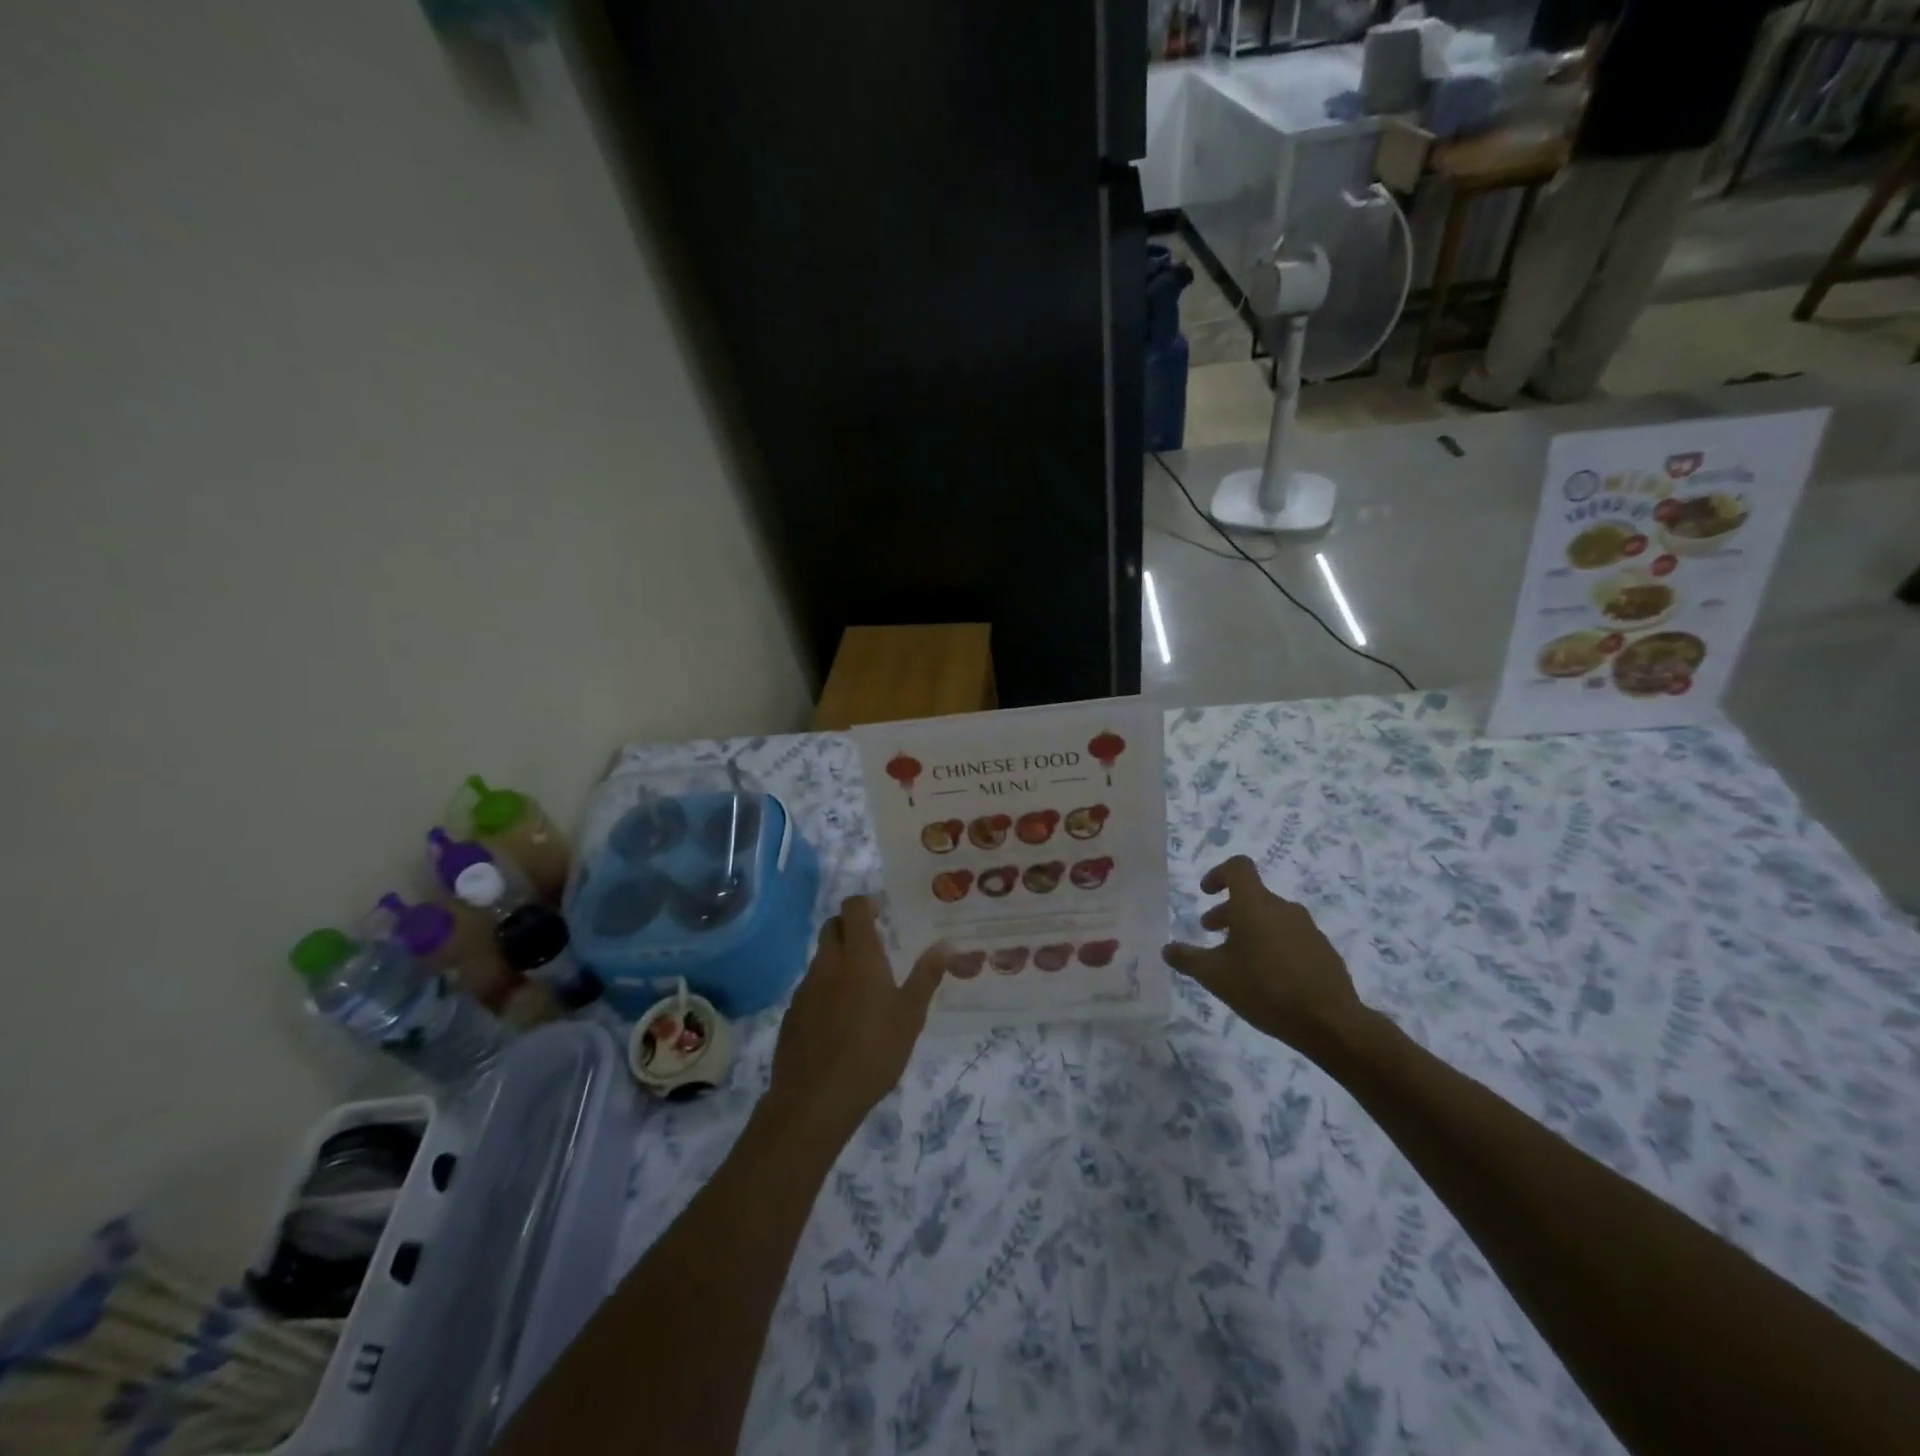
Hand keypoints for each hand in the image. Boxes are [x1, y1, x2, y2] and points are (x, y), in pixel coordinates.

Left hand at [767, 897, 946, 1140]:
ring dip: (838, 960)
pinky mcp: (792, 1014)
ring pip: (820, 958)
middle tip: (873, 945)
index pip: (853, 908)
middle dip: (849, 927)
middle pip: (832, 927)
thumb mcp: (910, 1015)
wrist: (816, 1099)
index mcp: (859, 957)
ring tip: (861, 989)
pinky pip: (810, 988)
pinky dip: (825, 990)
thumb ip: (927, 976)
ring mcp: (805, 988)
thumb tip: (948, 944)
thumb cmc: (873, 1052)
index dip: (865, 904)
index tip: (880, 913)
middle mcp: (828, 963)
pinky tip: (840, 1020)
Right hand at [1163, 856, 1365, 1060]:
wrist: (1330, 1022)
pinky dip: (1273, 945)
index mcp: (1255, 904)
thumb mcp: (1216, 976)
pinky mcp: (1323, 951)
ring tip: (1238, 959)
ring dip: (1250, 929)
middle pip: (1252, 896)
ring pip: (1271, 917)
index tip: (1206, 893)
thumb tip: (1167, 949)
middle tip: (1210, 932)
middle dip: (1228, 911)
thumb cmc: (1264, 989)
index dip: (1219, 874)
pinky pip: (1291, 937)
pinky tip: (1268, 977)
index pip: (1238, 867)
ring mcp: (1308, 928)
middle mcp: (1283, 908)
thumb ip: (1188, 959)